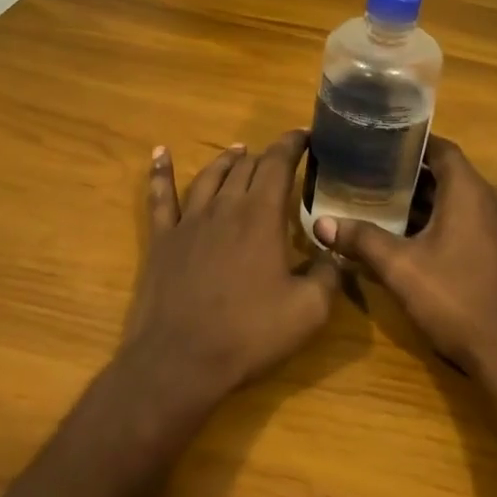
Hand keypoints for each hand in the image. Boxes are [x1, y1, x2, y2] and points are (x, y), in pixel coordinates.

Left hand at [118, 130, 339, 422]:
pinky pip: (160, 197)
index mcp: (261, 215)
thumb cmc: (249, 335)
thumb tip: (336, 251)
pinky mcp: (162, 239)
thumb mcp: (309, 311)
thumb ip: (328, 274)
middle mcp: (225, 207)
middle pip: (246, 167)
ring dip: (226, 160)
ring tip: (237, 150)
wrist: (180, 361)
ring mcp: (189, 221)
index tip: (305, 136)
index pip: (278, 164)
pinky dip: (161, 172)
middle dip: (265, 156)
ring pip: (210, 176)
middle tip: (279, 156)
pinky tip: (160, 153)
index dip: (293, 144)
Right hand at [311, 137, 496, 391]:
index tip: (376, 144)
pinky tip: (412, 239)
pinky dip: (442, 221)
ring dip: (425, 202)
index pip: (439, 148)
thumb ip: (361, 240)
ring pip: (458, 200)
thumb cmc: (457, 300)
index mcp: (470, 191)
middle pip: (447, 174)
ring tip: (382, 204)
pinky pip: (470, 221)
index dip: (408, 143)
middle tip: (369, 176)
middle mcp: (492, 200)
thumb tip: (320, 223)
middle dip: (409, 175)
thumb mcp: (401, 269)